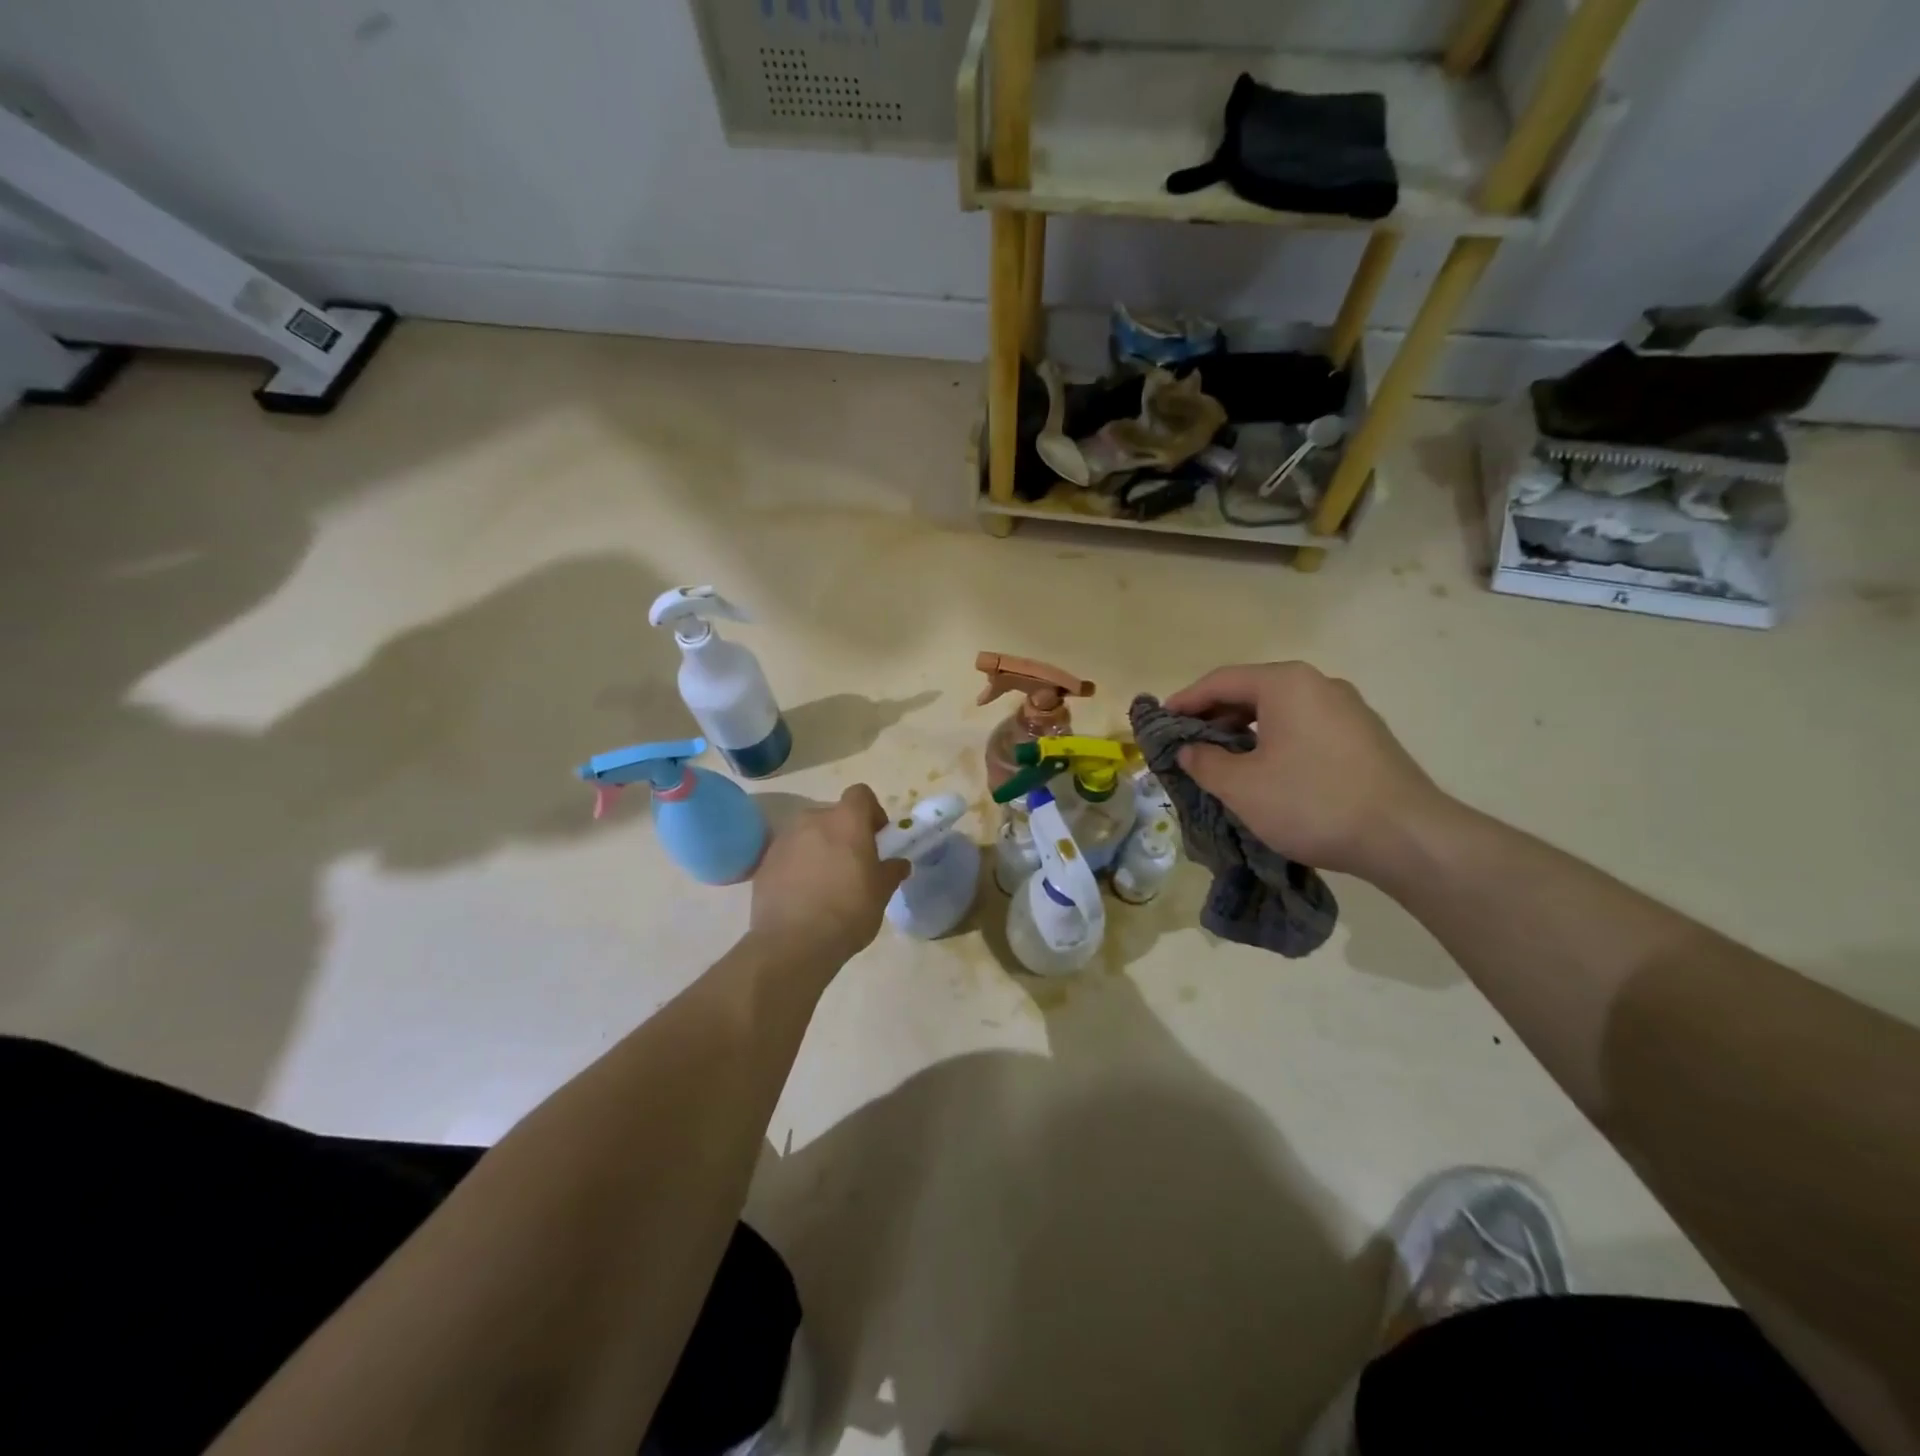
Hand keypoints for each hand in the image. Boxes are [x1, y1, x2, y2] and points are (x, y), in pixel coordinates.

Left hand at [749, 785, 908, 969]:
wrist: (792, 943)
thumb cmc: (847, 911)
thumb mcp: (881, 894)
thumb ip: (891, 871)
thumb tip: (899, 863)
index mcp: (846, 821)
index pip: (861, 794)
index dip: (872, 812)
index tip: (877, 838)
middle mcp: (812, 820)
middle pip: (833, 815)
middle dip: (844, 833)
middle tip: (853, 864)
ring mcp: (784, 840)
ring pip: (808, 834)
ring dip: (819, 849)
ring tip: (826, 882)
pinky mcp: (764, 863)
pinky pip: (788, 855)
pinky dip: (797, 866)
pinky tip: (804, 896)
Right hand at [1164, 662, 1448, 879]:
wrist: (1406, 837)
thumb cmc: (1312, 802)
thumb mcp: (1241, 786)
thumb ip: (1204, 762)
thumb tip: (1190, 750)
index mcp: (1286, 683)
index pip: (1220, 681)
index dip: (1185, 702)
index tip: (1160, 723)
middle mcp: (1320, 685)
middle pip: (1251, 692)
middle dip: (1214, 718)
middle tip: (1187, 746)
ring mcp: (1349, 710)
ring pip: (1280, 712)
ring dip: (1244, 733)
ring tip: (1223, 763)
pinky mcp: (1365, 738)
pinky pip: (1305, 729)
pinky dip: (1275, 743)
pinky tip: (1267, 774)